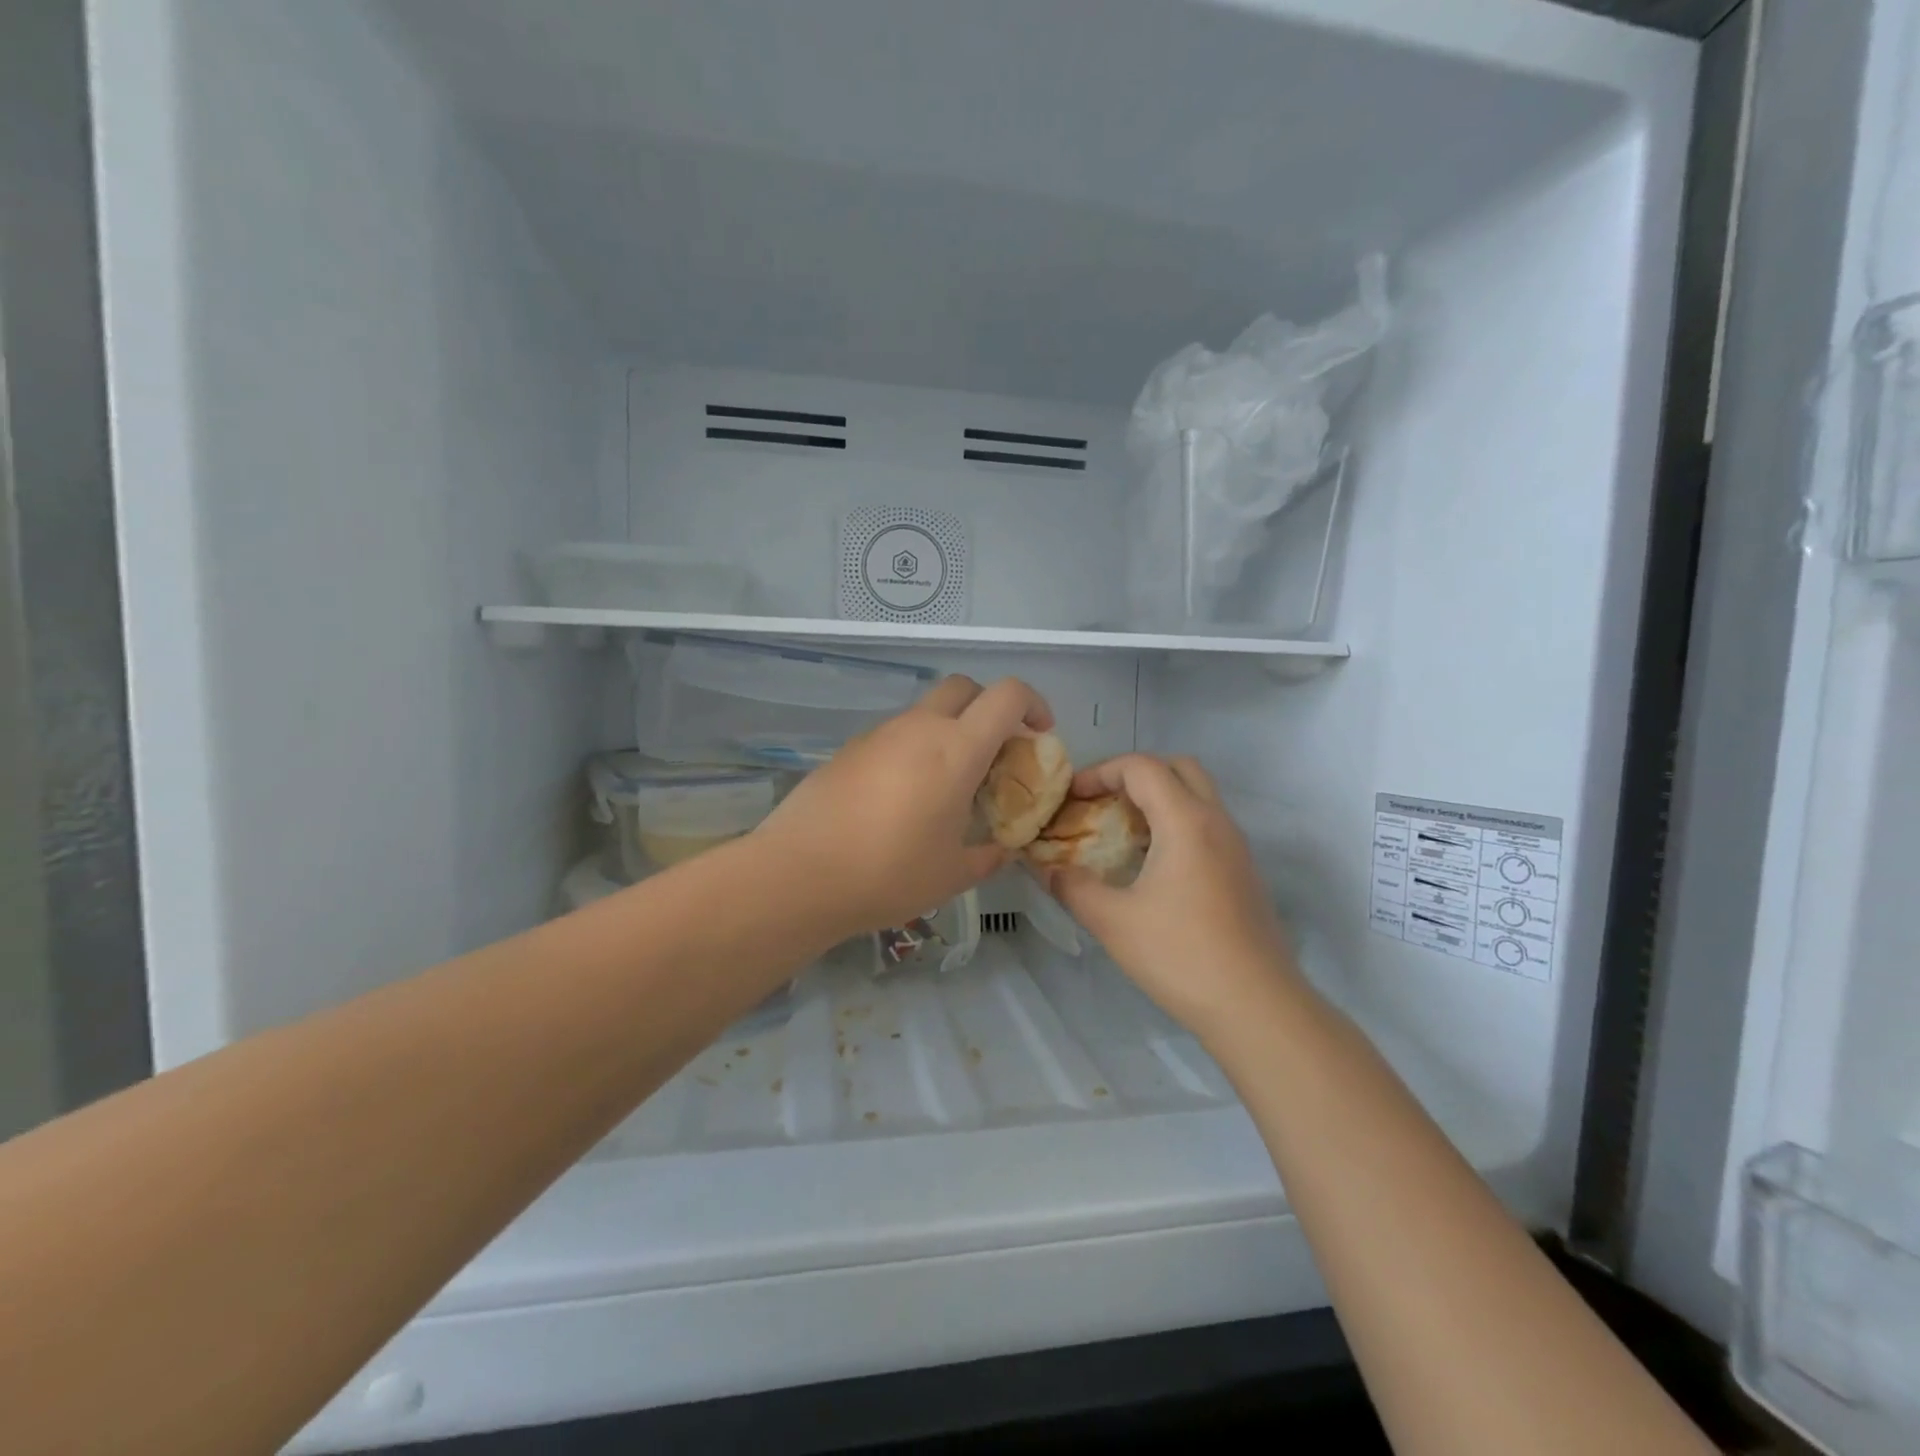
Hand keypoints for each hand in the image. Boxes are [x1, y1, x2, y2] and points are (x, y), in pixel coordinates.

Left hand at [754, 675, 1052, 940]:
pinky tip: (903, 798)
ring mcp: (879, 734)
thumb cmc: (889, 873)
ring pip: (926, 712)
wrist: (800, 875)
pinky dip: (913, 750)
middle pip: (964, 687)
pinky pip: (894, 736)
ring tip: (948, 785)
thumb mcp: (952, 874)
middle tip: (995, 751)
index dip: (1033, 704)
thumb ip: (988, 856)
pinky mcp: (849, 749)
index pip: (1007, 695)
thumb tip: (1002, 849)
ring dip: (948, 731)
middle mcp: (918, 728)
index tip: (1039, 734)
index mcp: (956, 749)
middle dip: (988, 707)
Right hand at [1040, 755, 1303, 1041]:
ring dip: (1157, 800)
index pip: (1142, 767)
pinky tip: (1151, 865)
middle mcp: (1216, 822)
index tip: (1072, 797)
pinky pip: (1207, 825)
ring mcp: (1237, 847)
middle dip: (1134, 775)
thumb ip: (1073, 887)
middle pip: (1177, 768)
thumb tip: (1046, 869)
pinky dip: (1175, 824)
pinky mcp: (1244, 872)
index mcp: (1186, 821)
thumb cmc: (1181, 956)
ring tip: (1121, 832)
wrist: (1258, 1007)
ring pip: (1197, 796)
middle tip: (1102, 803)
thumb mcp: (1113, 922)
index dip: (1100, 772)